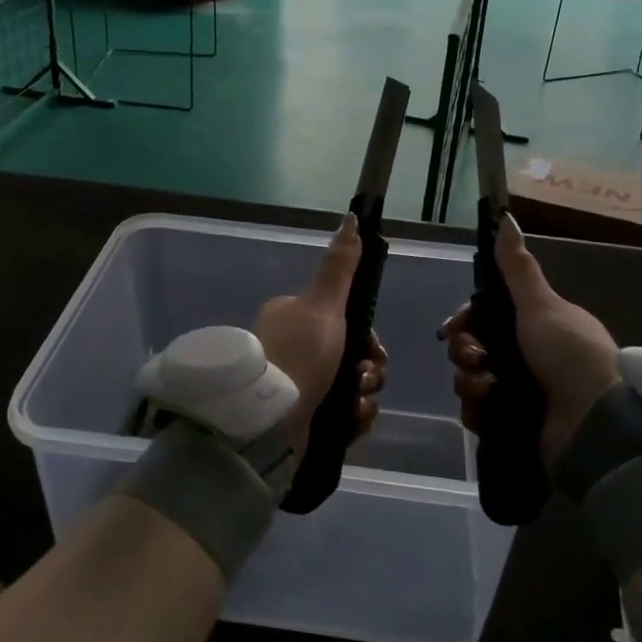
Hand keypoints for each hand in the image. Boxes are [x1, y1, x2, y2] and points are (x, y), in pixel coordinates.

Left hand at [252, 214, 385, 461]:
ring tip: (355, 405)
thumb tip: (352, 218)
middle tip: (364, 378)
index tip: (373, 350)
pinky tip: (351, 422)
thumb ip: (339, 265)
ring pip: (351, 388)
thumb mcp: (322, 303)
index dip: (368, 338)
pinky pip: (343, 417)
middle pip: (352, 356)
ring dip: (364, 398)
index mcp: (293, 318)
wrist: (268, 419)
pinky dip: (353, 420)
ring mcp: (296, 387)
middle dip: (368, 370)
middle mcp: (293, 350)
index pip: (345, 323)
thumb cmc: (298, 353)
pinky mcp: (301, 421)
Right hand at [441, 215, 619, 471]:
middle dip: (464, 352)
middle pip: (475, 348)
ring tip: (484, 388)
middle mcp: (529, 358)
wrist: (596, 420)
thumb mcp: (541, 304)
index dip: (465, 321)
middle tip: (474, 359)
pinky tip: (485, 408)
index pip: (487, 318)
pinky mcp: (517, 425)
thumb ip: (518, 267)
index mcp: (538, 327)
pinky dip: (477, 410)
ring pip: (473, 380)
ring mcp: (523, 393)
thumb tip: (506, 216)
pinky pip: (480, 413)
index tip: (452, 329)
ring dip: (469, 382)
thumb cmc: (568, 352)